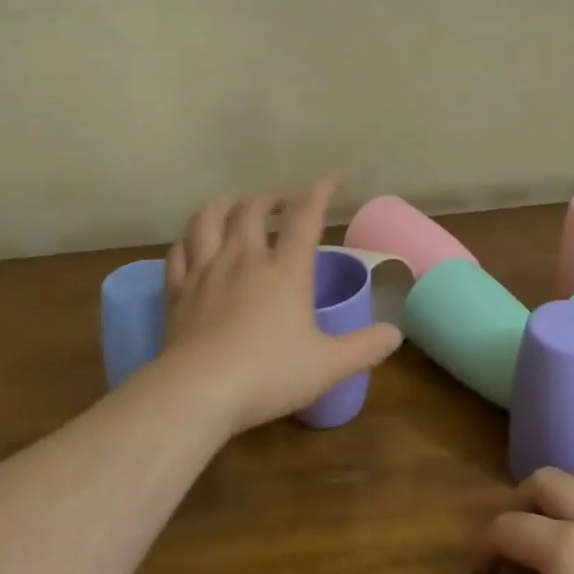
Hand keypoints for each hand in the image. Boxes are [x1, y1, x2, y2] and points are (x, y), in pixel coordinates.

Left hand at [156, 178, 401, 435]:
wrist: (198, 392)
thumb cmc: (269, 374)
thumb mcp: (328, 366)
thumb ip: (365, 347)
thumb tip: (396, 333)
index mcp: (285, 270)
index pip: (305, 218)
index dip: (319, 193)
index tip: (331, 181)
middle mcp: (244, 259)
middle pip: (252, 210)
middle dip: (270, 199)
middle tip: (281, 204)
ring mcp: (206, 272)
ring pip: (209, 219)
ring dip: (224, 205)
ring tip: (235, 207)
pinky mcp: (177, 291)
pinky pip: (179, 252)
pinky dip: (189, 240)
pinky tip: (195, 245)